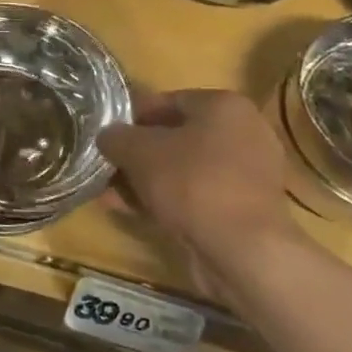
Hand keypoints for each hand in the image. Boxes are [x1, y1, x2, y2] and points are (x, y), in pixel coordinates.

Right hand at [97, 89, 301, 299]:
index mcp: (225, 106)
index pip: (168, 100)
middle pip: (175, 137)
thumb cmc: (192, 183)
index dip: (131, 116)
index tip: (106, 133)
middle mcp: (243, 133)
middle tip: (106, 164)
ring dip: (146, 179)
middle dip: (137, 152)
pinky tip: (130, 211)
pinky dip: (165, 200)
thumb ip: (116, 137)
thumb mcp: (138, 151)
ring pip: (183, 169)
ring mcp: (245, 174)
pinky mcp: (242, 209)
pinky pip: (195, 195)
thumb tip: (106, 136)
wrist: (243, 251)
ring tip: (109, 192)